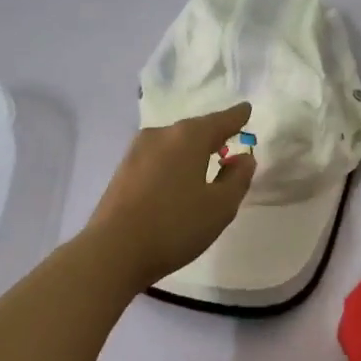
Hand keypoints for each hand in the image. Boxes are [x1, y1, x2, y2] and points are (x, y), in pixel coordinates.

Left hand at [85, 103, 256, 289]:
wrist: (113, 251)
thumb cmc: (175, 225)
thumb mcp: (221, 206)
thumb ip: (238, 178)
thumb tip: (244, 158)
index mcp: (188, 137)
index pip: (220, 120)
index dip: (237, 117)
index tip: (246, 109)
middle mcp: (161, 135)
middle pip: (194, 129)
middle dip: (212, 135)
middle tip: (228, 141)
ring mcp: (137, 151)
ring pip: (174, 144)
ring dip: (191, 150)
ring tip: (205, 163)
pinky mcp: (123, 170)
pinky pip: (158, 158)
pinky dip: (173, 163)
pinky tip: (177, 180)